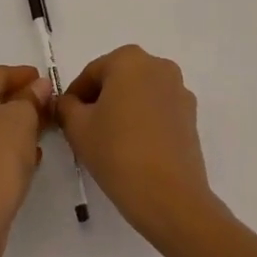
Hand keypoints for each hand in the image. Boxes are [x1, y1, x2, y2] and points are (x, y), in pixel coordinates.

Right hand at [56, 46, 217, 244]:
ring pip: (140, 94)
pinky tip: (134, 148)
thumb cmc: (118, 153)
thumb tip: (66, 103)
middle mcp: (158, 65)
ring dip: (123, 109)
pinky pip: (159, 110)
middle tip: (85, 129)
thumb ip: (66, 107)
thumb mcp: (78, 128)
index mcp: (129, 59)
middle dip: (100, 100)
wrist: (170, 197)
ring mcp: (179, 90)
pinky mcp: (191, 116)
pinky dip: (144, 121)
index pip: (91, 73)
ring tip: (110, 141)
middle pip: (118, 79)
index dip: (74, 97)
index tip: (65, 119)